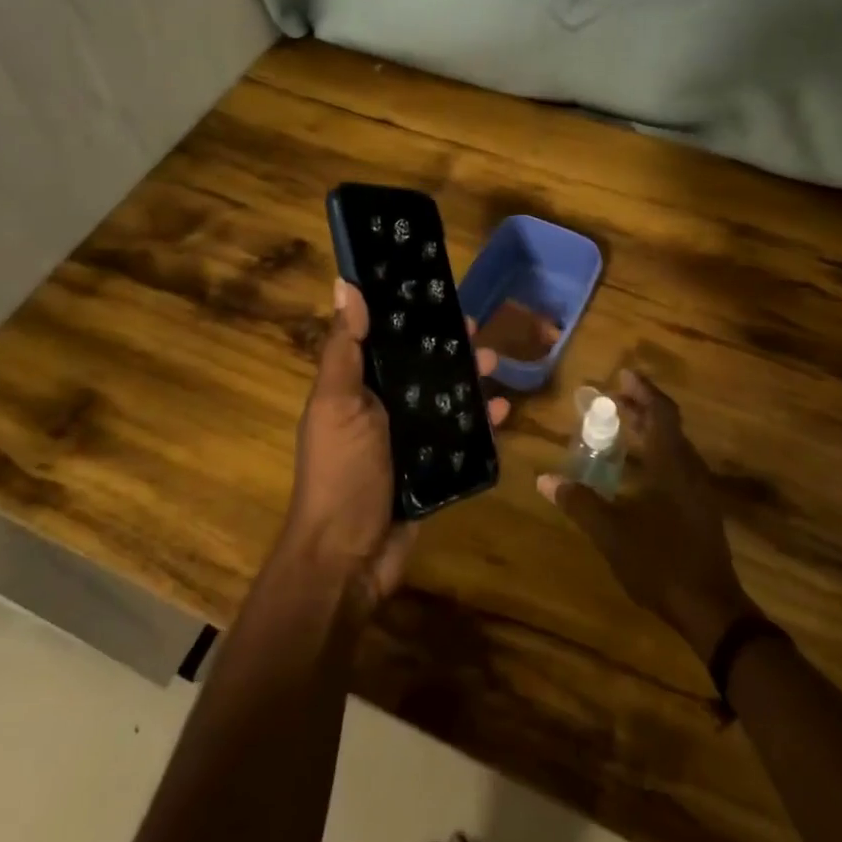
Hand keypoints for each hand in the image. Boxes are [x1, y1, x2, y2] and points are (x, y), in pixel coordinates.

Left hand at [282, 279, 508, 609]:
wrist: (348, 558)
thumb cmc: (341, 472)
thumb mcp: (337, 404)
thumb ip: (343, 347)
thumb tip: (344, 283)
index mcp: (356, 389)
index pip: (386, 341)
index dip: (410, 317)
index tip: (438, 295)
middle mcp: (383, 410)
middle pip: (422, 368)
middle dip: (449, 348)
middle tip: (477, 332)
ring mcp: (410, 441)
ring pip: (447, 399)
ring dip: (471, 379)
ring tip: (495, 364)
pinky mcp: (433, 469)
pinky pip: (463, 437)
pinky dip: (484, 422)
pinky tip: (505, 410)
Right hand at [538, 370, 754, 658]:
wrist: (711, 608)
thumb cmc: (660, 562)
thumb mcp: (611, 533)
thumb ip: (579, 503)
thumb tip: (543, 479)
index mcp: (672, 464)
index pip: (661, 412)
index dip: (643, 390)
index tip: (622, 375)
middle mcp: (690, 468)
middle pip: (669, 425)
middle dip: (642, 407)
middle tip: (613, 398)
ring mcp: (699, 490)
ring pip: (675, 445)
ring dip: (651, 430)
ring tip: (623, 427)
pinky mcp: (701, 508)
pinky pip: (678, 464)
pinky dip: (657, 452)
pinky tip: (639, 470)